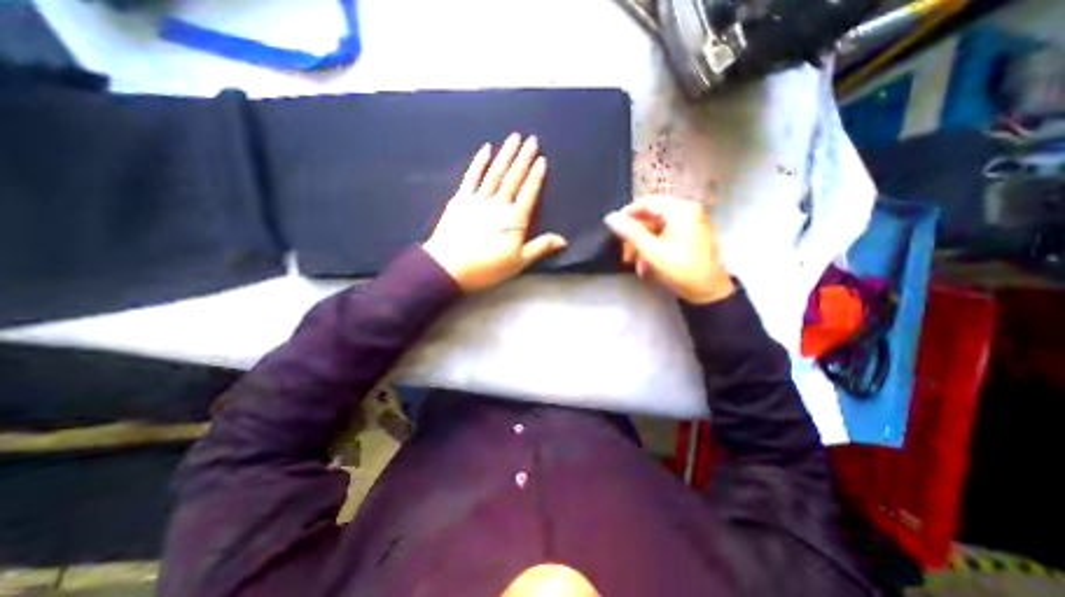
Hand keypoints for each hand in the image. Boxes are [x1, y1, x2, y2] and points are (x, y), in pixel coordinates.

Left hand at [422, 136, 563, 293]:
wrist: (449, 267)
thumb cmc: (487, 268)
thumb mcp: (518, 262)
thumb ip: (540, 248)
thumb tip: (563, 240)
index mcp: (514, 220)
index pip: (528, 193)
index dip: (536, 176)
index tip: (542, 159)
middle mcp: (498, 204)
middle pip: (513, 178)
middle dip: (523, 158)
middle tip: (531, 139)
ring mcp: (478, 199)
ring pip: (495, 173)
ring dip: (505, 155)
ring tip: (514, 138)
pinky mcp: (460, 200)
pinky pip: (472, 177)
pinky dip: (479, 162)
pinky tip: (485, 149)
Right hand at [602, 194, 737, 304]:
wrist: (708, 292)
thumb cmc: (681, 269)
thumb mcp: (652, 251)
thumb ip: (630, 232)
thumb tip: (610, 217)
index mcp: (681, 210)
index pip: (647, 203)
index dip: (627, 215)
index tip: (613, 230)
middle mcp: (687, 212)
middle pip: (651, 217)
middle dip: (635, 236)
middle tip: (625, 253)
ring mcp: (690, 224)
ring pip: (656, 229)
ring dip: (643, 246)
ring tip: (636, 265)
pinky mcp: (690, 236)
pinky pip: (665, 237)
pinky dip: (653, 249)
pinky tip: (647, 266)